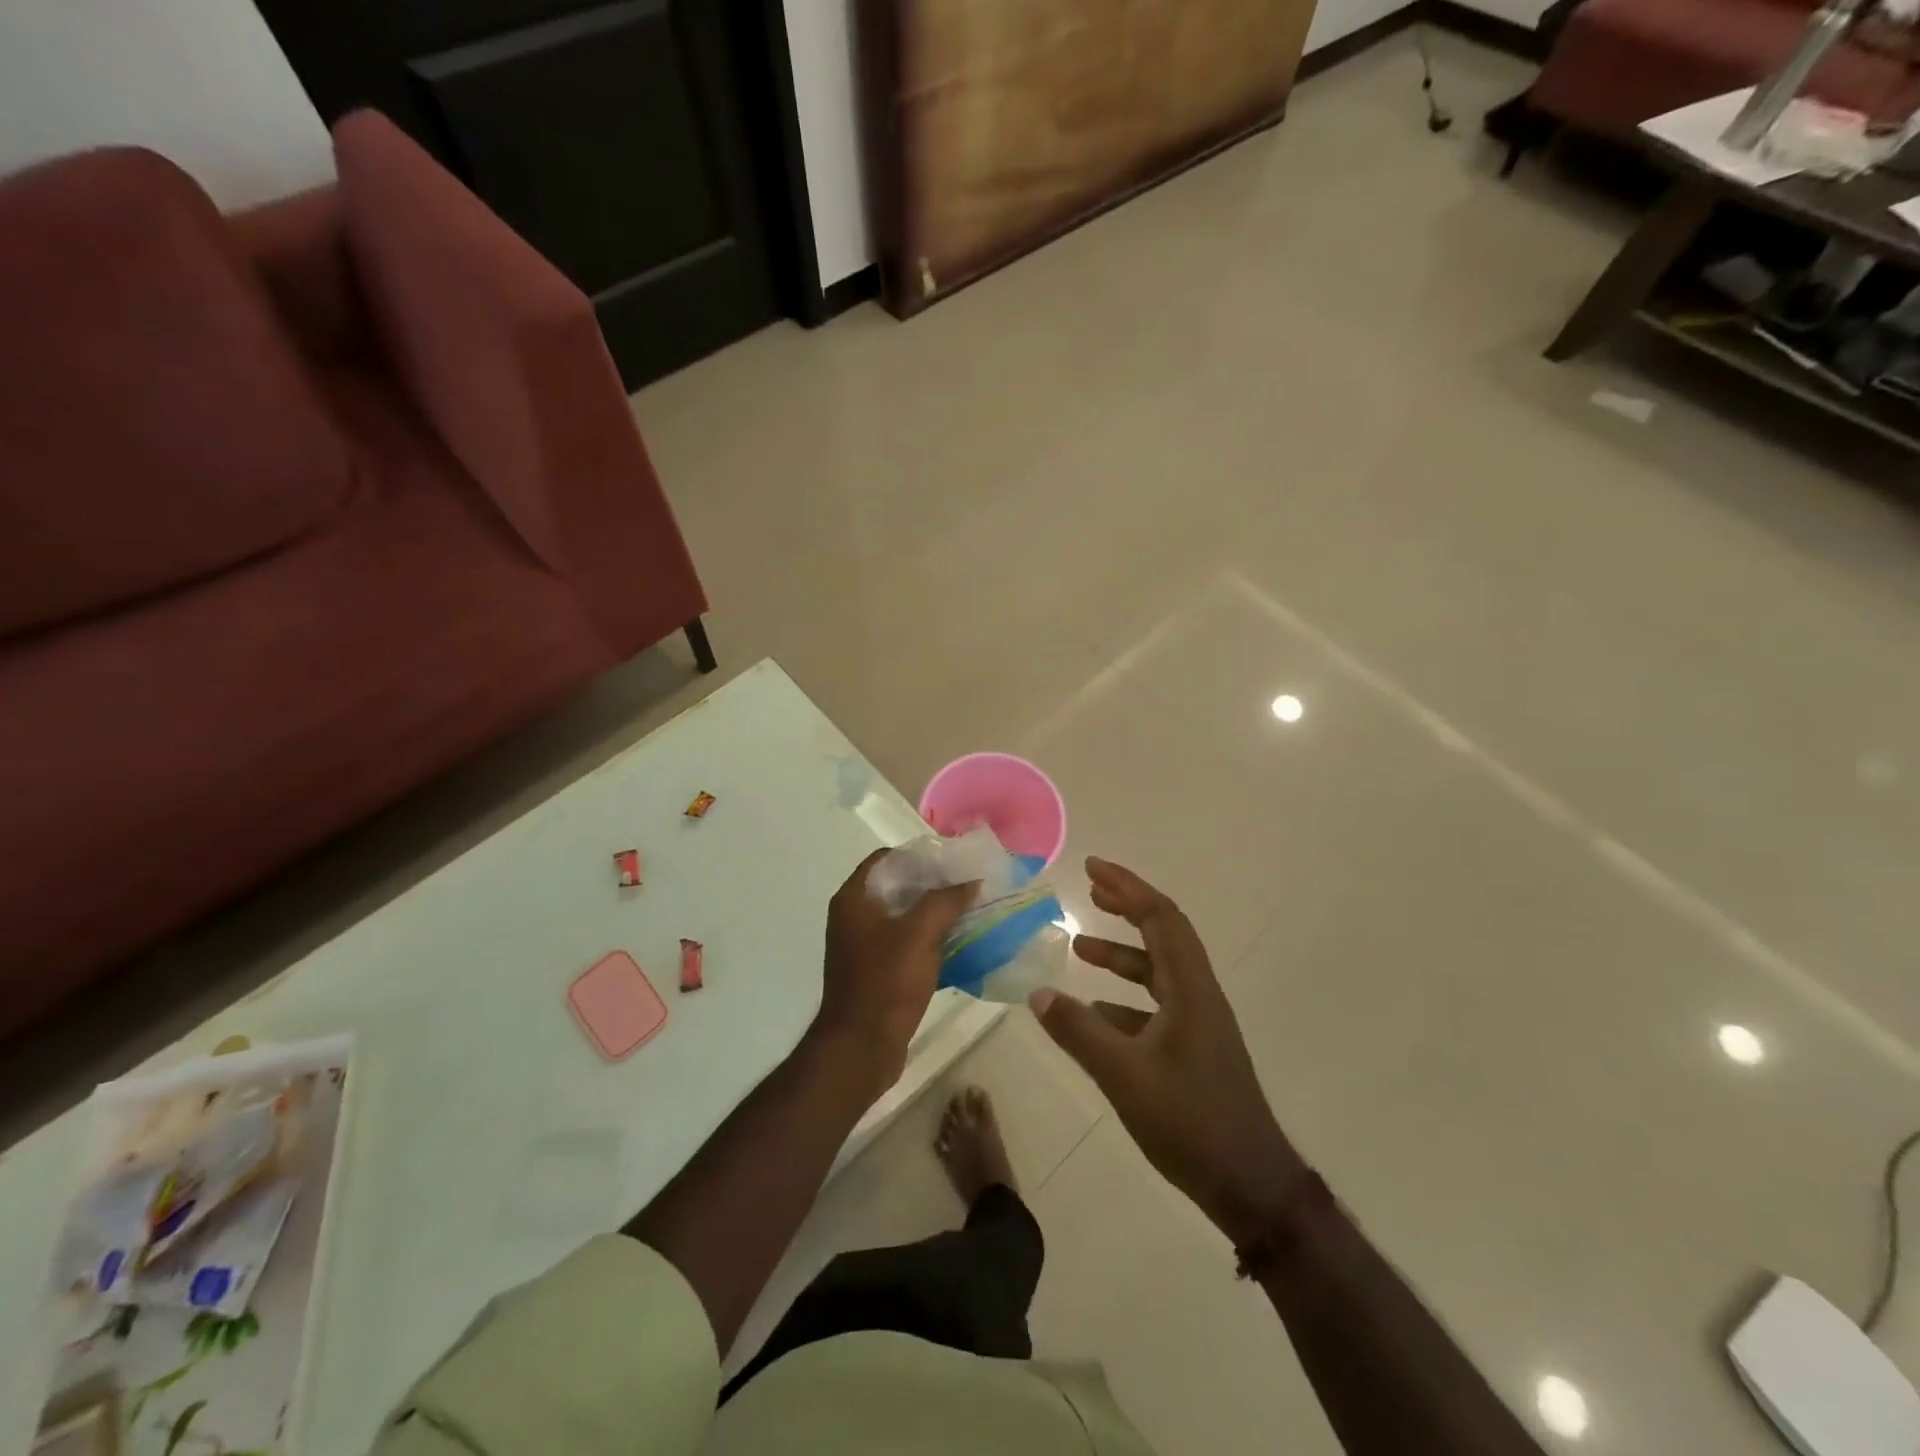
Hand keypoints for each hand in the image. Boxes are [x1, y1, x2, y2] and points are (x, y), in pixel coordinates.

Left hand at [814, 848, 975, 1094]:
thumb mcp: (920, 934)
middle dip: (932, 883)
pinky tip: (959, 941)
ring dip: (934, 912)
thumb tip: (971, 881)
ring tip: (970, 908)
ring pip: (904, 917)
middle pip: (897, 886)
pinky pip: (906, 943)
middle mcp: (853, 917)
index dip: (918, 854)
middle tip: (968, 882)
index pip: (886, 859)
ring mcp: (863, 946)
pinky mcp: (876, 971)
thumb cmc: (885, 982)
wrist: (861, 1048)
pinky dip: (929, 938)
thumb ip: (946, 900)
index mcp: (853, 899)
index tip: (952, 858)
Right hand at [1032, 857, 1307, 1246]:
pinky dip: (1123, 998)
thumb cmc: (1190, 1121)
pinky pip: (1154, 1006)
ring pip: (1157, 971)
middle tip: (1089, 889)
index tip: (1092, 868)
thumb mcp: (1124, 1074)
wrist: (1250, 1185)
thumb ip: (1079, 1032)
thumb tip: (1038, 995)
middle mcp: (1197, 995)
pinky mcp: (1193, 1050)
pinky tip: (1093, 1011)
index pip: (1161, 917)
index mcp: (1189, 989)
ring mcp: (1198, 1024)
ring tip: (1080, 947)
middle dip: (1126, 906)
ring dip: (1122, 954)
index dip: (1128, 887)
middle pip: (1162, 934)